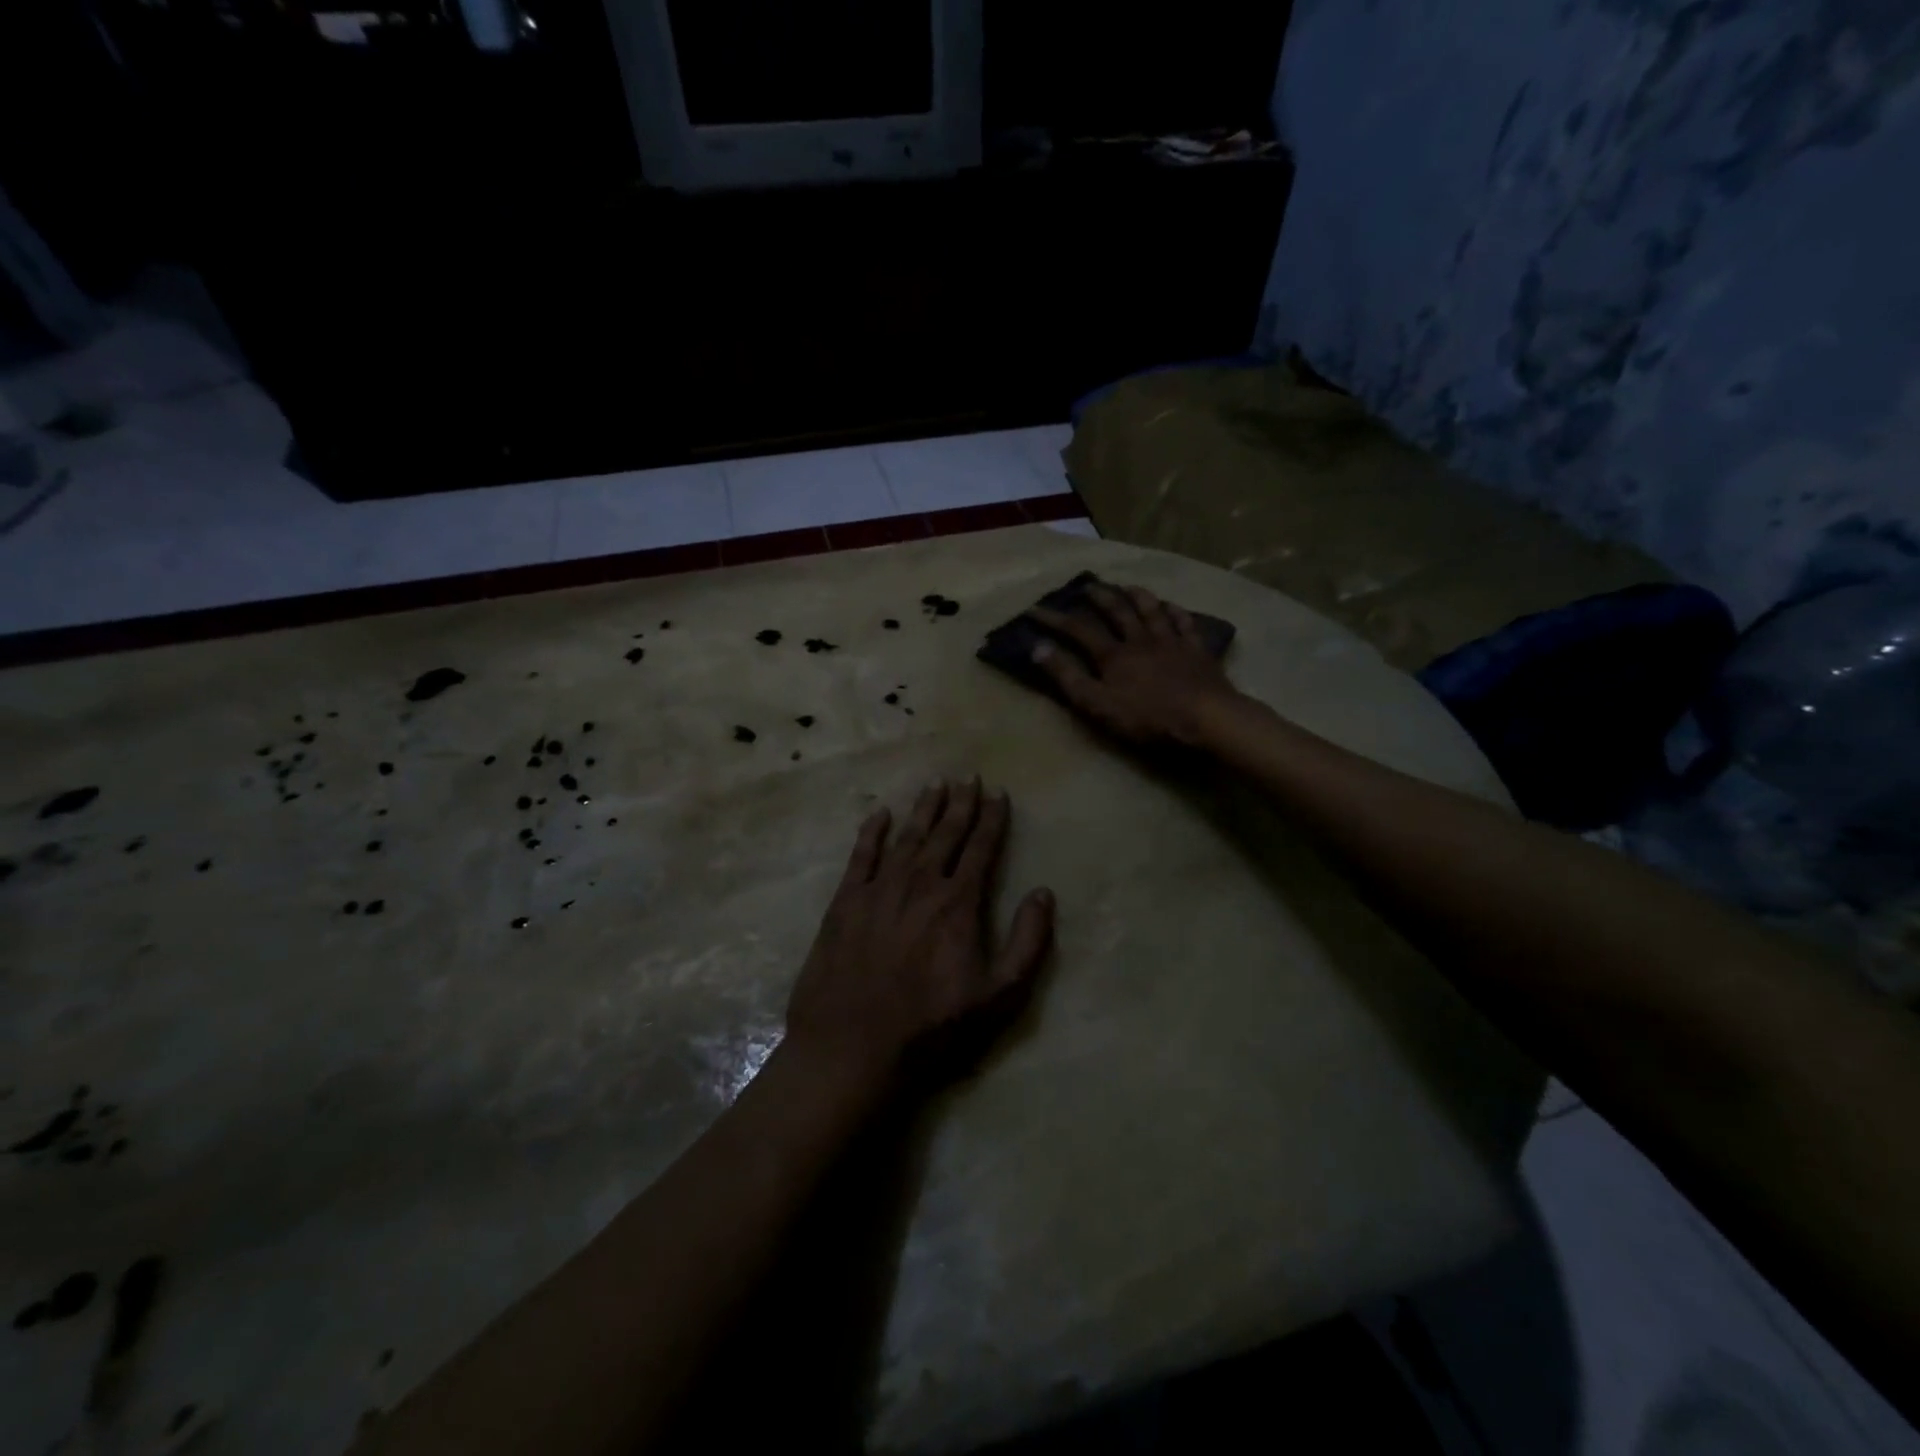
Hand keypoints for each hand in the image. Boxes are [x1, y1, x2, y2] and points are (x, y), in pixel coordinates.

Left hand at [784, 779, 1054, 1095]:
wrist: (853, 1044)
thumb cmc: (932, 1026)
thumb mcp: (998, 996)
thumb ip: (1027, 942)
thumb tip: (1043, 893)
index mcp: (958, 903)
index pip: (981, 849)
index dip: (992, 819)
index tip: (998, 793)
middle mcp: (921, 883)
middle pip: (945, 834)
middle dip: (960, 804)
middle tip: (968, 776)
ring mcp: (880, 889)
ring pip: (907, 837)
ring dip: (923, 809)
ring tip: (935, 784)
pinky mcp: (845, 901)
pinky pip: (861, 855)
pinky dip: (871, 832)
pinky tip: (879, 814)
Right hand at [1028, 582, 1243, 749]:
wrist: (1206, 718)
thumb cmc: (1148, 717)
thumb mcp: (1098, 704)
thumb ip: (1067, 677)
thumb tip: (1038, 647)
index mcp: (1113, 655)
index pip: (1078, 630)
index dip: (1054, 619)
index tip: (1034, 609)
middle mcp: (1140, 640)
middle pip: (1117, 611)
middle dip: (1099, 597)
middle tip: (1086, 585)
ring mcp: (1171, 642)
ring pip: (1151, 611)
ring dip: (1137, 596)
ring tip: (1127, 586)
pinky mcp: (1197, 651)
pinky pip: (1185, 624)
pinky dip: (1176, 612)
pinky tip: (1172, 606)